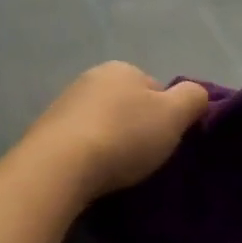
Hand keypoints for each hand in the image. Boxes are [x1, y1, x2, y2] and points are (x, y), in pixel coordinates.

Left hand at [22, 63, 210, 200]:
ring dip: (111, 142)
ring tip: (118, 171)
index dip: (167, 115)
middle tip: (145, 158)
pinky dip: (89, 154)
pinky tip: (93, 174)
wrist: (60, 167)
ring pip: (102, 123)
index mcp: (122, 68)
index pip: (156, 89)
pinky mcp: (45, 133)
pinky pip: (79, 141)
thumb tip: (196, 95)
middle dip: (137, 128)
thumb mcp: (174, 115)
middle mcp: (90, 78)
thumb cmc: (125, 136)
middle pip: (127, 105)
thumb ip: (193, 98)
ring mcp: (64, 105)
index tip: (167, 141)